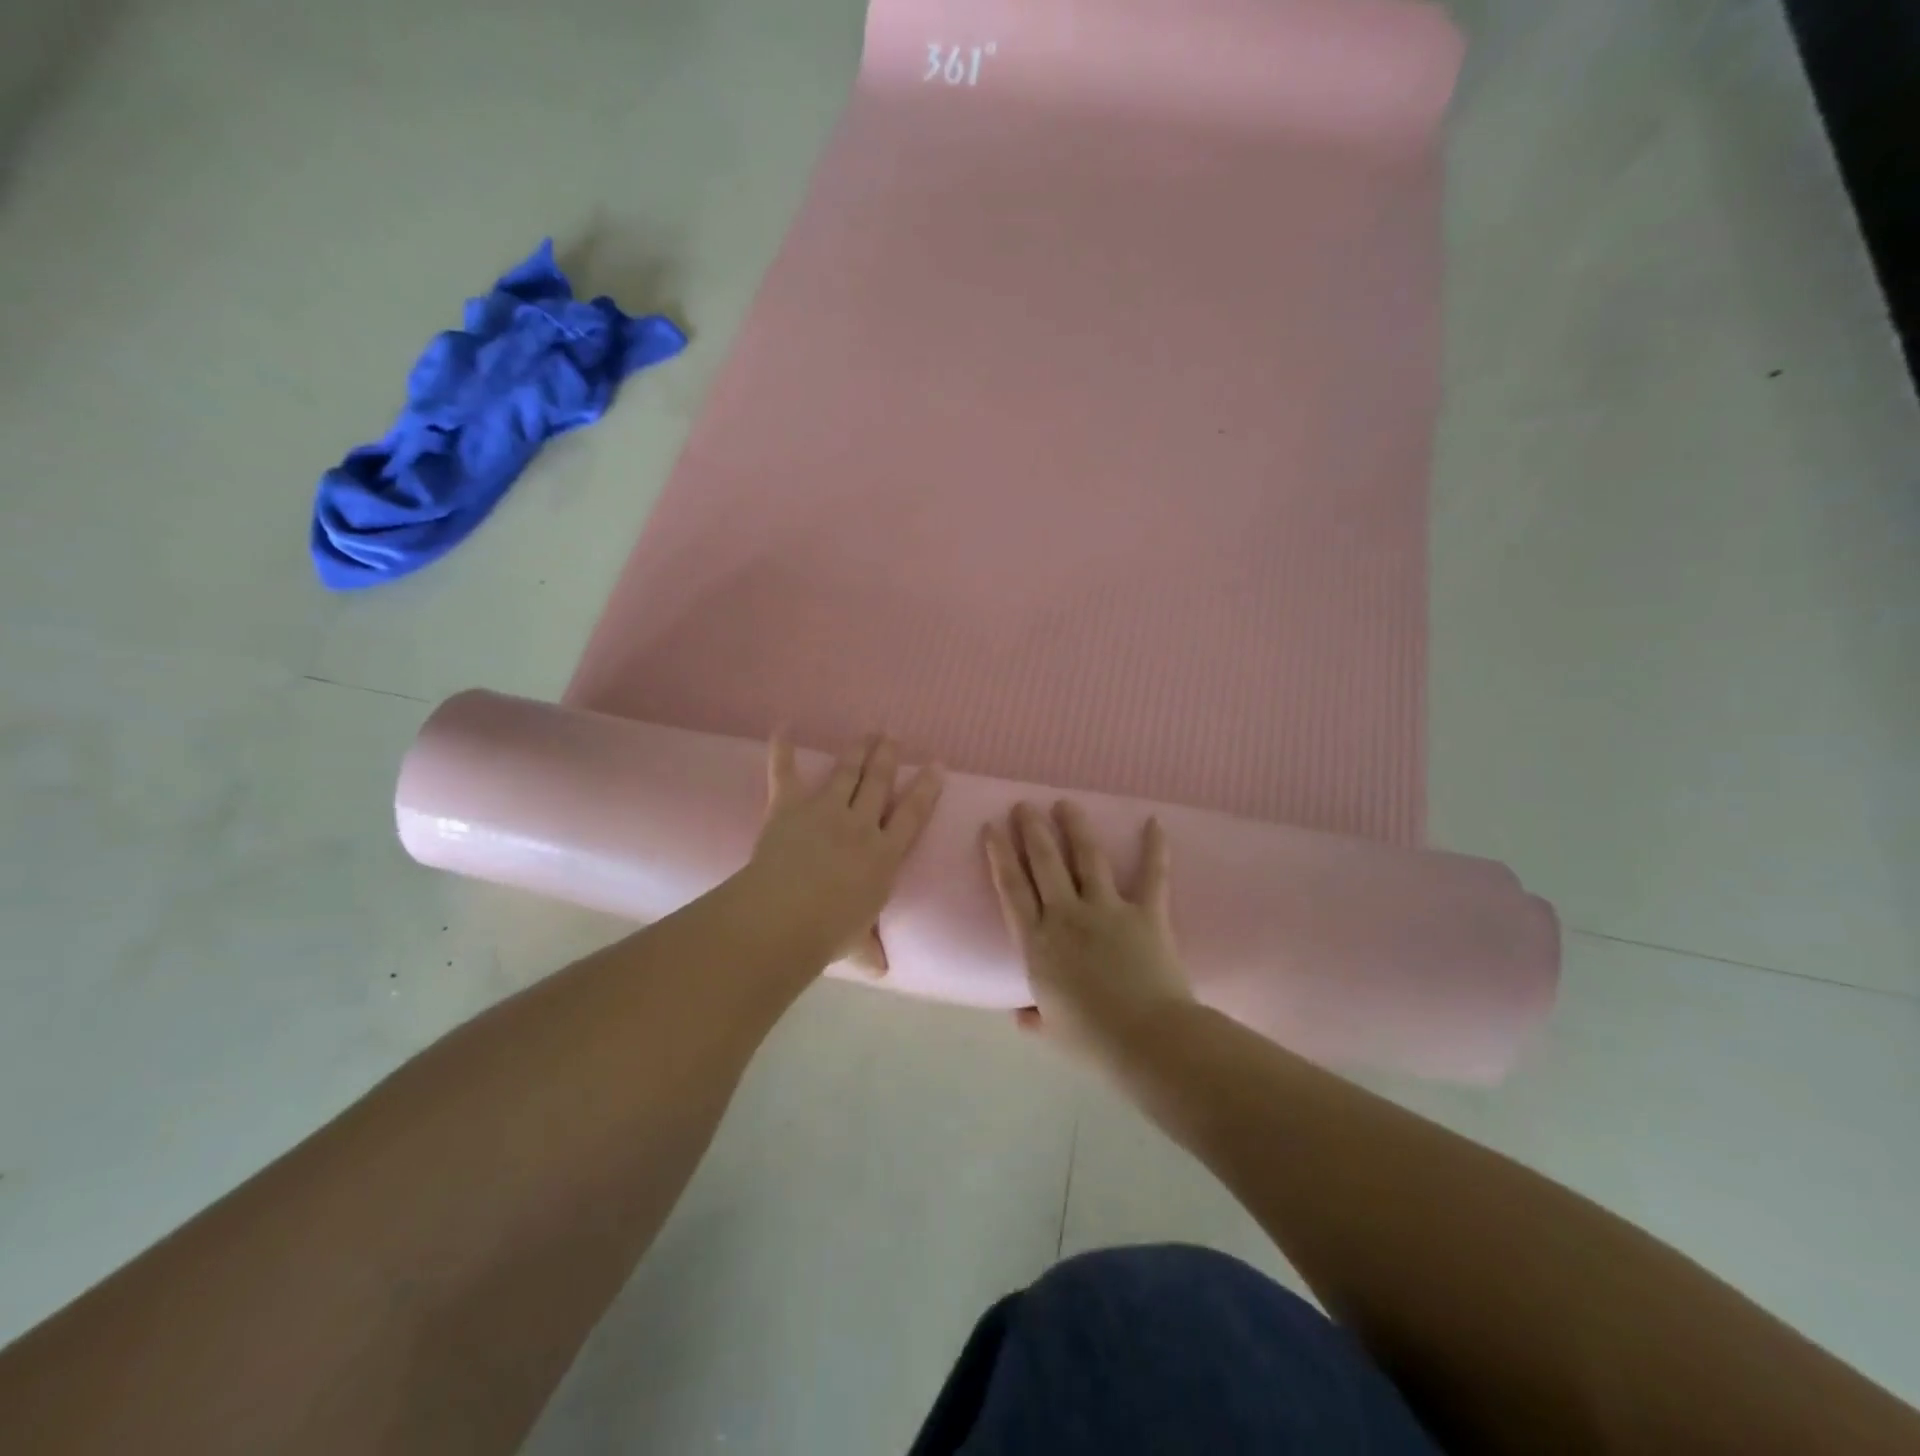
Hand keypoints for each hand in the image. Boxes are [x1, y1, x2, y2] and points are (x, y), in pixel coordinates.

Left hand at [746, 732, 943, 975]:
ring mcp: (825, 810)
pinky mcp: (789, 805)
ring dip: (858, 749)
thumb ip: (870, 951)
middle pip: (880, 783)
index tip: (938, 765)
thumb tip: (882, 970)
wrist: (784, 917)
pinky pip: (785, 771)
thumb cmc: (827, 934)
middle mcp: (860, 824)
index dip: (927, 788)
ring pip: (847, 771)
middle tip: (894, 737)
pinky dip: (782, 748)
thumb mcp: (857, 946)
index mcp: (884, 855)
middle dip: (889, 757)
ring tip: (868, 733)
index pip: (913, 815)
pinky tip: (783, 726)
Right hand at [983, 801, 1192, 1062]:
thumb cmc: (1092, 1041)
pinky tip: (1154, 822)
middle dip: (1032, 830)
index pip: (1011, 889)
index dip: (999, 855)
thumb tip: (1020, 1016)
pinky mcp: (1147, 913)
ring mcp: (1108, 910)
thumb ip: (1034, 1018)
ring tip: (1066, 803)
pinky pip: (1153, 875)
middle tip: (1024, 805)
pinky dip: (1155, 848)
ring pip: (1088, 857)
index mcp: (1037, 944)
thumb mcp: (1053, 1031)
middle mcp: (1067, 916)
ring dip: (1076, 826)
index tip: (991, 827)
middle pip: (1044, 863)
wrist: (1147, 1040)